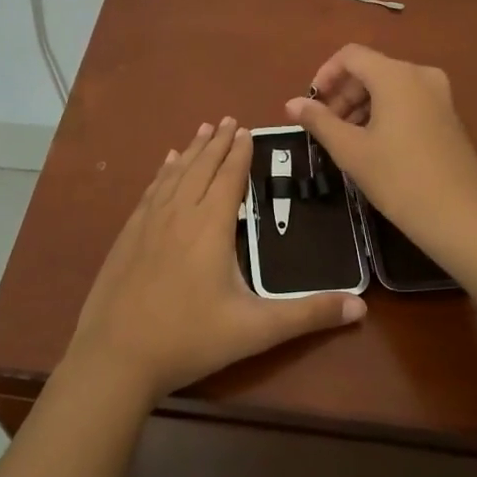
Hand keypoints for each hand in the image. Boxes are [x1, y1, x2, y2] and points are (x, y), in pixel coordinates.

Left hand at [63, 117, 366, 402]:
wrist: (115, 357)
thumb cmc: (189, 339)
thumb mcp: (255, 330)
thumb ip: (307, 315)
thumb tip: (361, 307)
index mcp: (210, 226)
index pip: (229, 177)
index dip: (240, 153)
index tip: (247, 130)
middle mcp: (179, 214)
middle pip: (202, 168)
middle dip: (217, 143)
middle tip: (228, 119)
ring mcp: (149, 223)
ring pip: (175, 174)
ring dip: (192, 150)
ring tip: (203, 130)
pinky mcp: (128, 236)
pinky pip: (151, 191)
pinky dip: (163, 172)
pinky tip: (166, 165)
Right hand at [285, 45, 476, 242]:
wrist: (459, 215)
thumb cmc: (398, 178)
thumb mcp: (350, 149)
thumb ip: (319, 121)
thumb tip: (292, 103)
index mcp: (395, 75)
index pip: (350, 56)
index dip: (325, 75)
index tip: (312, 105)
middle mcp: (420, 74)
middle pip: (370, 70)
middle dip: (342, 94)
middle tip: (326, 128)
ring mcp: (439, 94)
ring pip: (389, 86)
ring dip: (362, 105)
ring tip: (346, 140)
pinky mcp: (448, 115)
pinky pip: (408, 100)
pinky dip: (385, 113)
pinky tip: (374, 145)